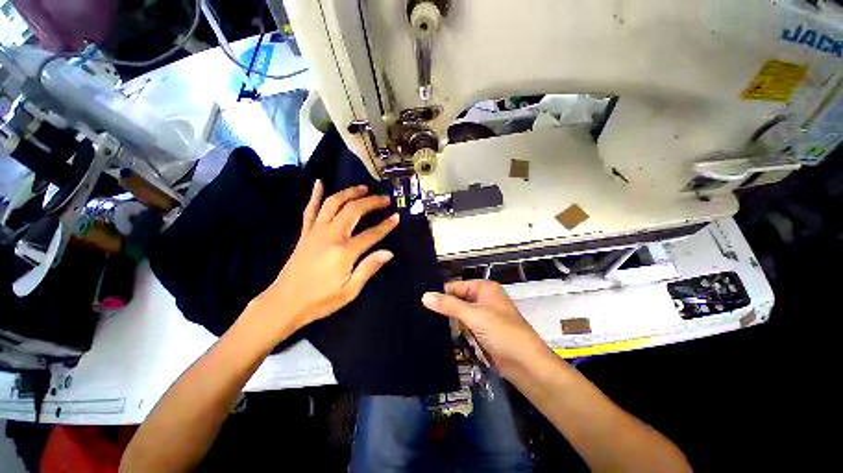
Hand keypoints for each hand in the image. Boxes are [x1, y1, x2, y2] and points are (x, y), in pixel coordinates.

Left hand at [251, 181, 398, 339]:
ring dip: (349, 192)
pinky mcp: (305, 233)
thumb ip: (369, 268)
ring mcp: (315, 231)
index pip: (371, 234)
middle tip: (385, 199)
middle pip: (354, 210)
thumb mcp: (350, 290)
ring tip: (363, 188)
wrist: (284, 303)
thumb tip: (389, 252)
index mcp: (344, 252)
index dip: (386, 225)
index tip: (397, 217)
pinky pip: (310, 209)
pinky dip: (315, 195)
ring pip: (333, 203)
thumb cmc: (320, 300)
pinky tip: (319, 183)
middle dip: (371, 202)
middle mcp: (330, 235)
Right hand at [422, 280, 555, 378]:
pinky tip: (439, 333)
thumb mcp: (473, 315)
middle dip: (443, 307)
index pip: (455, 286)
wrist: (525, 364)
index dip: (440, 293)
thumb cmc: (501, 331)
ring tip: (425, 323)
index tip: (421, 302)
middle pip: (457, 299)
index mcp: (484, 288)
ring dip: (448, 319)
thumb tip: (424, 296)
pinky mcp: (483, 331)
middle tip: (420, 314)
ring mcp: (484, 315)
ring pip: (460, 313)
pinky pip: (465, 326)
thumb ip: (448, 305)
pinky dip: (455, 329)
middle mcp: (483, 298)